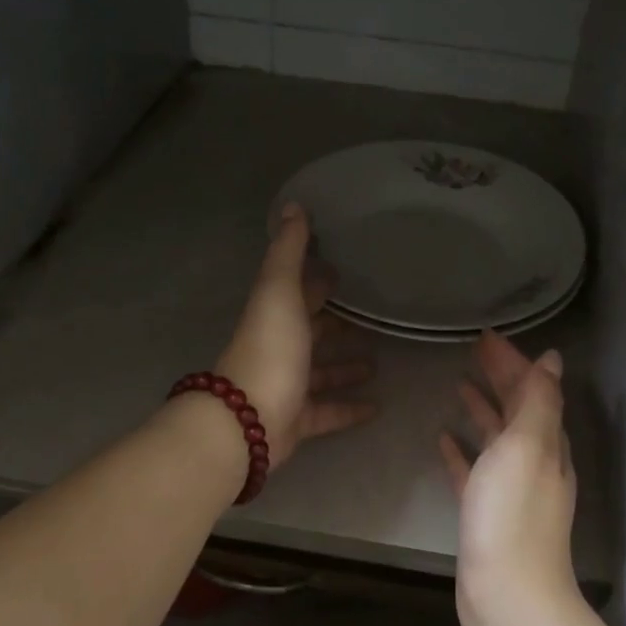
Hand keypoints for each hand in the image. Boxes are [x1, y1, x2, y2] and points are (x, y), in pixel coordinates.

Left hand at [217, 204, 376, 469]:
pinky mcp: (298, 420)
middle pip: (311, 332)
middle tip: (371, 317)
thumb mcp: (279, 292)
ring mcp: (288, 386)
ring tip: (378, 362)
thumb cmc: (269, 349)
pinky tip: (377, 407)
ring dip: (345, 366)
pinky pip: (328, 412)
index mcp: (275, 315)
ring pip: (321, 373)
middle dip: (336, 324)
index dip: (318, 281)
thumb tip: (293, 205)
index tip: (344, 270)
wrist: (247, 420)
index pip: (299, 292)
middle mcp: (280, 348)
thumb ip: (288, 252)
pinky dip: (350, 408)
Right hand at [439, 331, 578, 625]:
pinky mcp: (486, 513)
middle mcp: (533, 462)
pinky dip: (462, 451)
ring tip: (459, 385)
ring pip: (497, 438)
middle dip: (499, 377)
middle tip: (474, 351)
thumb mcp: (528, 446)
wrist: (507, 594)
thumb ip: (539, 401)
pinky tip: (443, 440)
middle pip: (517, 409)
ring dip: (482, 409)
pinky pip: (474, 471)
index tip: (486, 337)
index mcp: (546, 443)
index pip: (532, 389)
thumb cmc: (512, 513)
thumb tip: (552, 358)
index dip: (512, 361)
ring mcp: (510, 490)